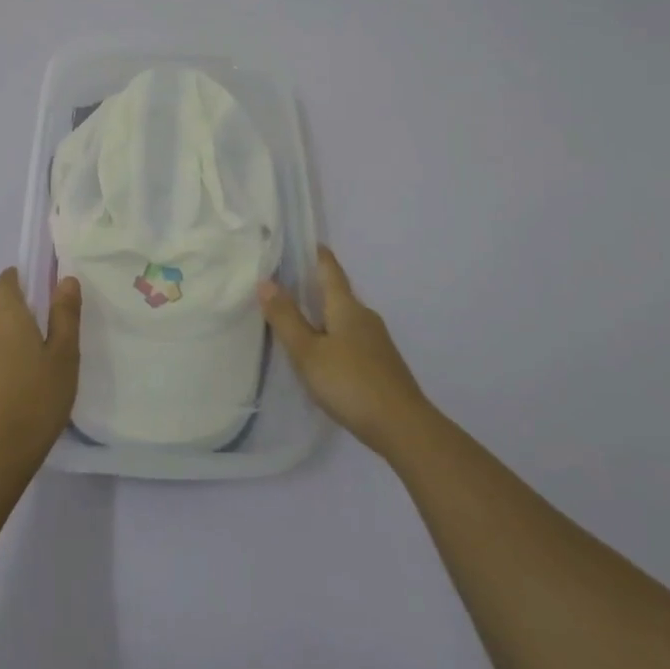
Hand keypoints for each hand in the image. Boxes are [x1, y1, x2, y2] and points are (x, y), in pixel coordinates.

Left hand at [0, 270, 81, 473]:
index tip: (31, 290)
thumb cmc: (38, 400)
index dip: (15, 280)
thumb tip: (65, 279)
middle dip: (12, 321)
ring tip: (20, 375)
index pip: (4, 283)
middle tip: (37, 345)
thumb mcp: (65, 356)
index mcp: (7, 318)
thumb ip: (65, 315)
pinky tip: (3, 397)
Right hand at [261, 245, 430, 459]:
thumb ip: (286, 318)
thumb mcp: (308, 352)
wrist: (404, 428)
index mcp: (346, 306)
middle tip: (283, 285)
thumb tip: (265, 281)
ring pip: (343, 318)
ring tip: (296, 322)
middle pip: (336, 293)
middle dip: (312, 287)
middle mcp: (364, 316)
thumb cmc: (351, 383)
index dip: (315, 253)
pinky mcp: (382, 364)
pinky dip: (333, 337)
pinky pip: (351, 338)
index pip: (329, 268)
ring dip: (322, 315)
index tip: (299, 240)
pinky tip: (321, 356)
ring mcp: (377, 341)